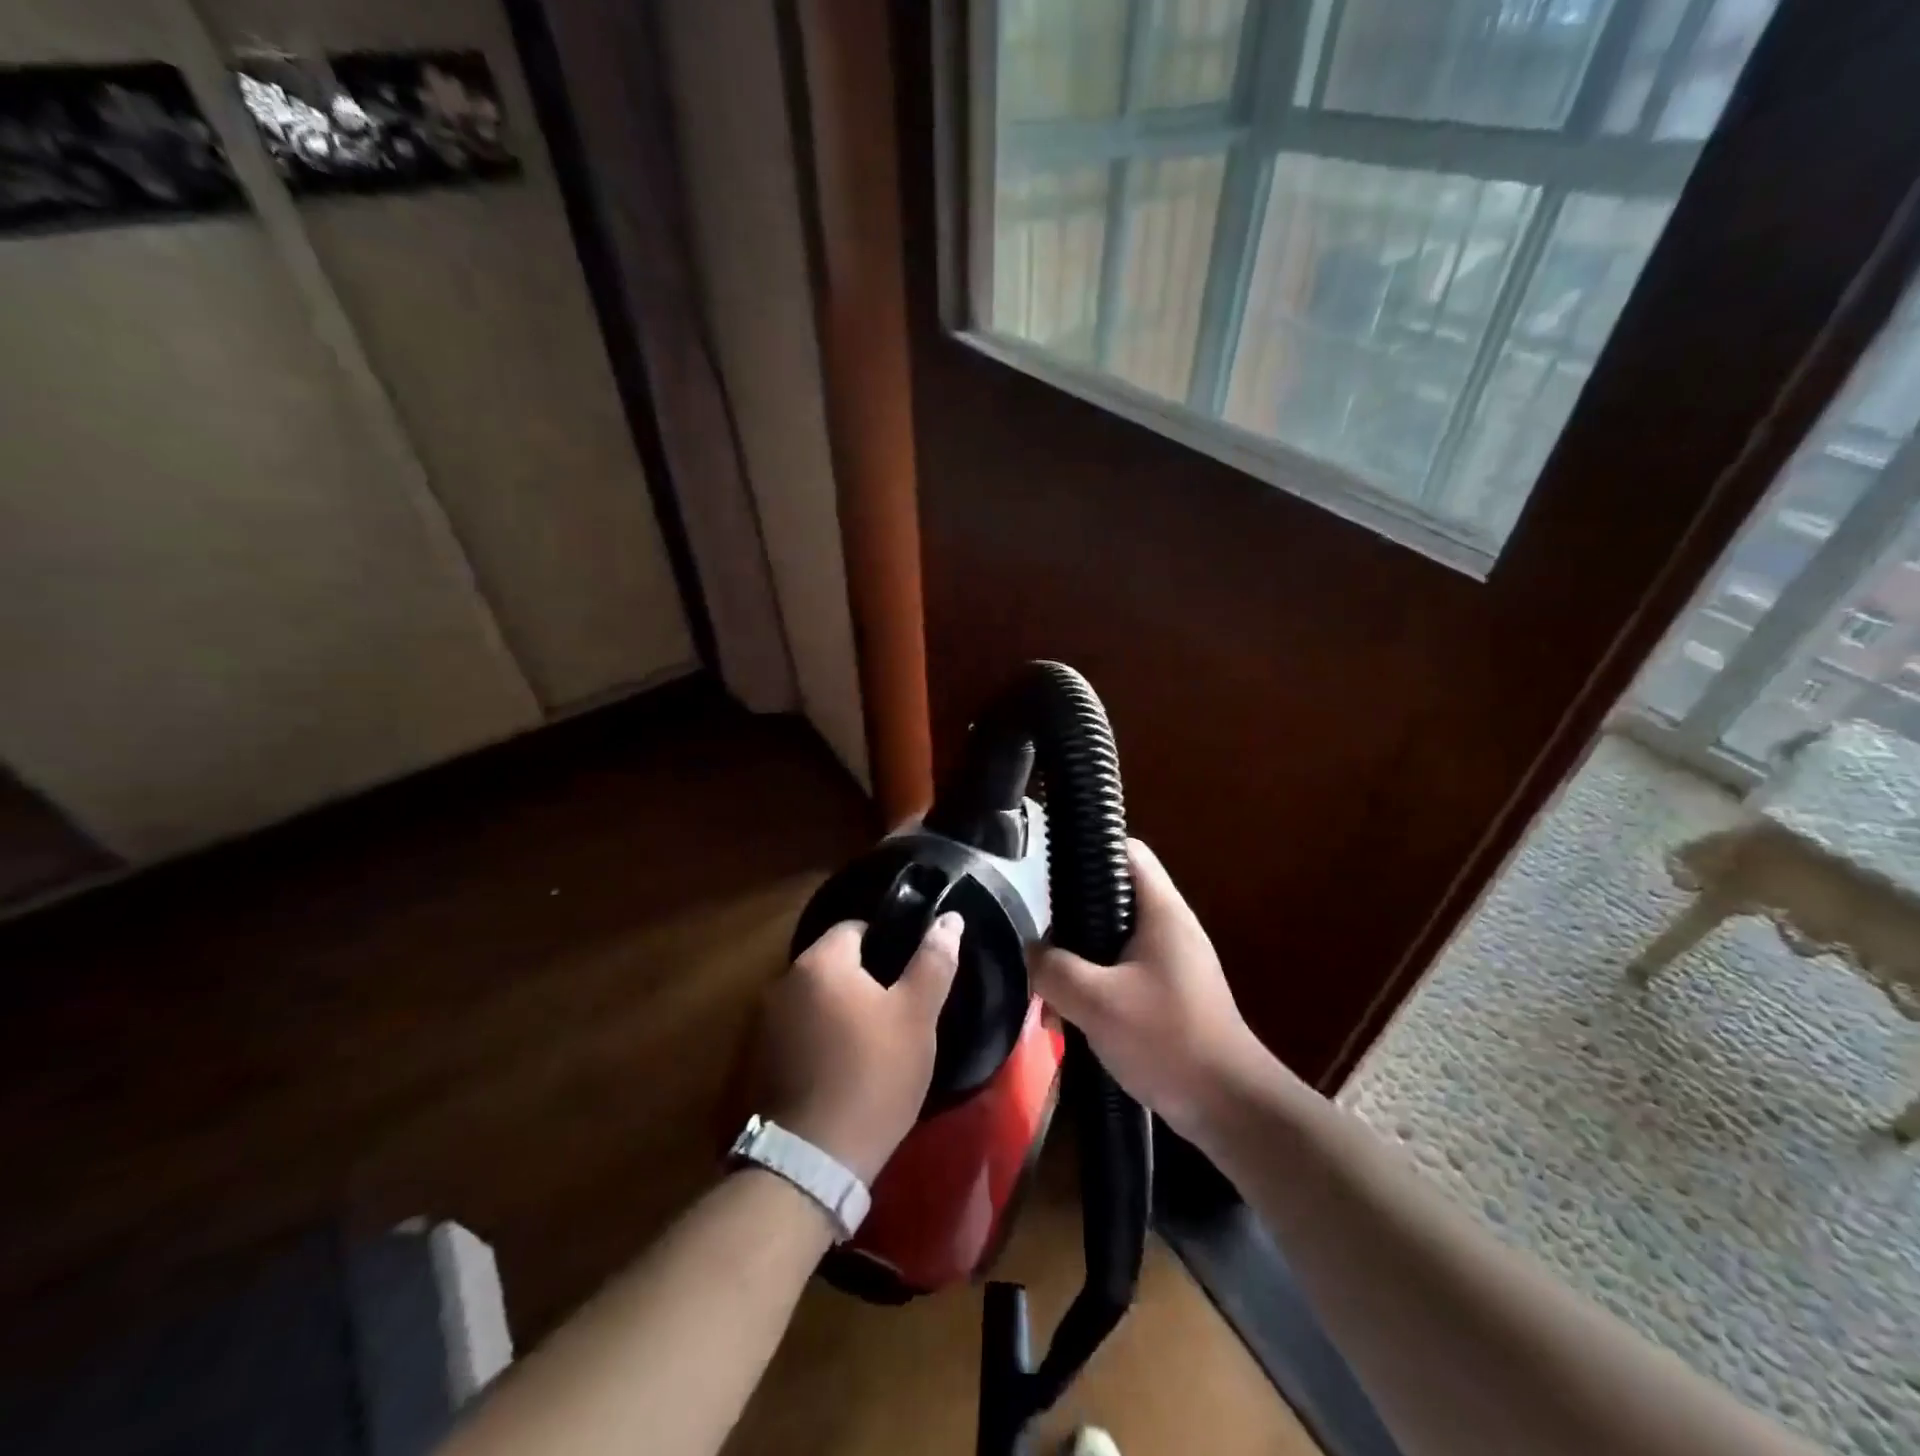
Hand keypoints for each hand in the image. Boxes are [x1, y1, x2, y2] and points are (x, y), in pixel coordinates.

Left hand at [756, 912, 963, 1182]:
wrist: (811, 1162)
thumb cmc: (873, 1076)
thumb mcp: (917, 1017)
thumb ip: (933, 961)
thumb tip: (950, 917)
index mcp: (819, 962)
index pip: (855, 928)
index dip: (887, 946)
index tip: (907, 979)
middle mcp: (782, 981)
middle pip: (831, 964)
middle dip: (861, 981)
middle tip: (894, 1015)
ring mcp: (761, 1023)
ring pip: (812, 1000)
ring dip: (836, 1012)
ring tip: (868, 1046)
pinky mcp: (753, 1061)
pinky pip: (793, 1033)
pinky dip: (814, 1041)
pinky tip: (836, 1072)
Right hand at [1030, 840, 1271, 1143]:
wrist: (1228, 1107)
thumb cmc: (1166, 1040)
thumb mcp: (1096, 1002)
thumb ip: (1053, 969)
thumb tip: (1031, 952)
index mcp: (1162, 911)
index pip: (1127, 850)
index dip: (1089, 849)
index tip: (1050, 870)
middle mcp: (1170, 926)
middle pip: (1114, 895)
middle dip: (1073, 915)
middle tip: (1040, 937)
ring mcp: (1172, 961)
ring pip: (1114, 938)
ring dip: (1080, 957)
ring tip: (1049, 984)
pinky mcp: (1169, 993)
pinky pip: (1123, 970)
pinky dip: (1096, 983)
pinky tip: (1072, 1014)